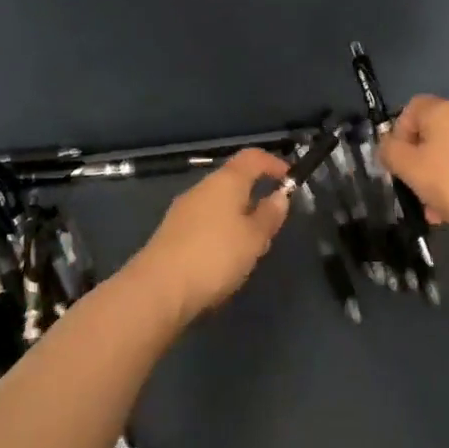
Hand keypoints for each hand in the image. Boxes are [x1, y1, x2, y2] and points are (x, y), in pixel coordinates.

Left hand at [127, 148, 294, 323]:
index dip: (273, 163)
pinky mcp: (171, 234)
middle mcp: (202, 189)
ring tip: (251, 246)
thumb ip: (270, 215)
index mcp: (225, 181)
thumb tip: (279, 196)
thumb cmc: (215, 256)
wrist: (158, 290)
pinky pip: (204, 223)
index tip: (290, 178)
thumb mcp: (254, 238)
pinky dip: (220, 232)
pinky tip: (224, 259)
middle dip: (255, 195)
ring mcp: (182, 210)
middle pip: (233, 181)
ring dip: (238, 217)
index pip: (252, 157)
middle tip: (272, 221)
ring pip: (218, 204)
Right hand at [376, 95, 448, 243]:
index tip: (396, 161)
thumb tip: (387, 146)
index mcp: (442, 111)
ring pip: (448, 157)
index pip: (411, 108)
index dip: (398, 132)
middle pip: (430, 135)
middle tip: (412, 191)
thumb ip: (390, 152)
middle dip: (416, 164)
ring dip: (435, 180)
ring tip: (433, 212)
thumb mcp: (409, 167)